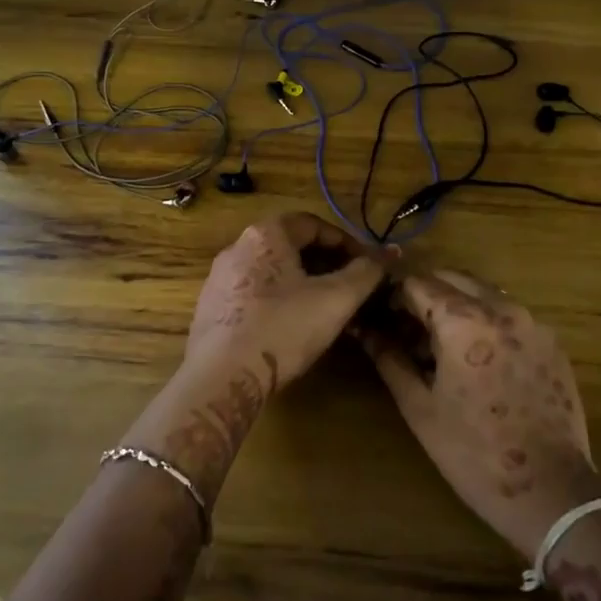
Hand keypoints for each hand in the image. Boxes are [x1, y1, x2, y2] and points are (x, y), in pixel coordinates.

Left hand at [181, 212, 386, 392]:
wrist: (222, 377)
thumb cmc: (283, 329)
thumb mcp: (336, 299)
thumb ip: (366, 272)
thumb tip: (389, 253)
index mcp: (266, 235)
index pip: (313, 223)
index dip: (346, 242)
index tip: (366, 265)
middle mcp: (237, 247)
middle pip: (290, 245)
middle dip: (324, 262)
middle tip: (349, 286)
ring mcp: (219, 278)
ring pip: (271, 270)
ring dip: (301, 281)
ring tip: (324, 307)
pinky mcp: (210, 307)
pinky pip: (252, 292)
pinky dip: (277, 299)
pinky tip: (290, 325)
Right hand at [359, 270, 595, 559]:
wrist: (550, 491)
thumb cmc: (473, 453)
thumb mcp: (420, 407)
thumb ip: (390, 360)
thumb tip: (366, 331)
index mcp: (463, 321)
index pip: (418, 284)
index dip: (395, 296)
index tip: (383, 317)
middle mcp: (501, 308)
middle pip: (452, 278)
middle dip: (426, 295)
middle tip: (409, 328)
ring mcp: (532, 323)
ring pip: (483, 293)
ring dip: (457, 304)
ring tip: (442, 344)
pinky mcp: (551, 342)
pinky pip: (510, 315)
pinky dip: (487, 321)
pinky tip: (479, 359)